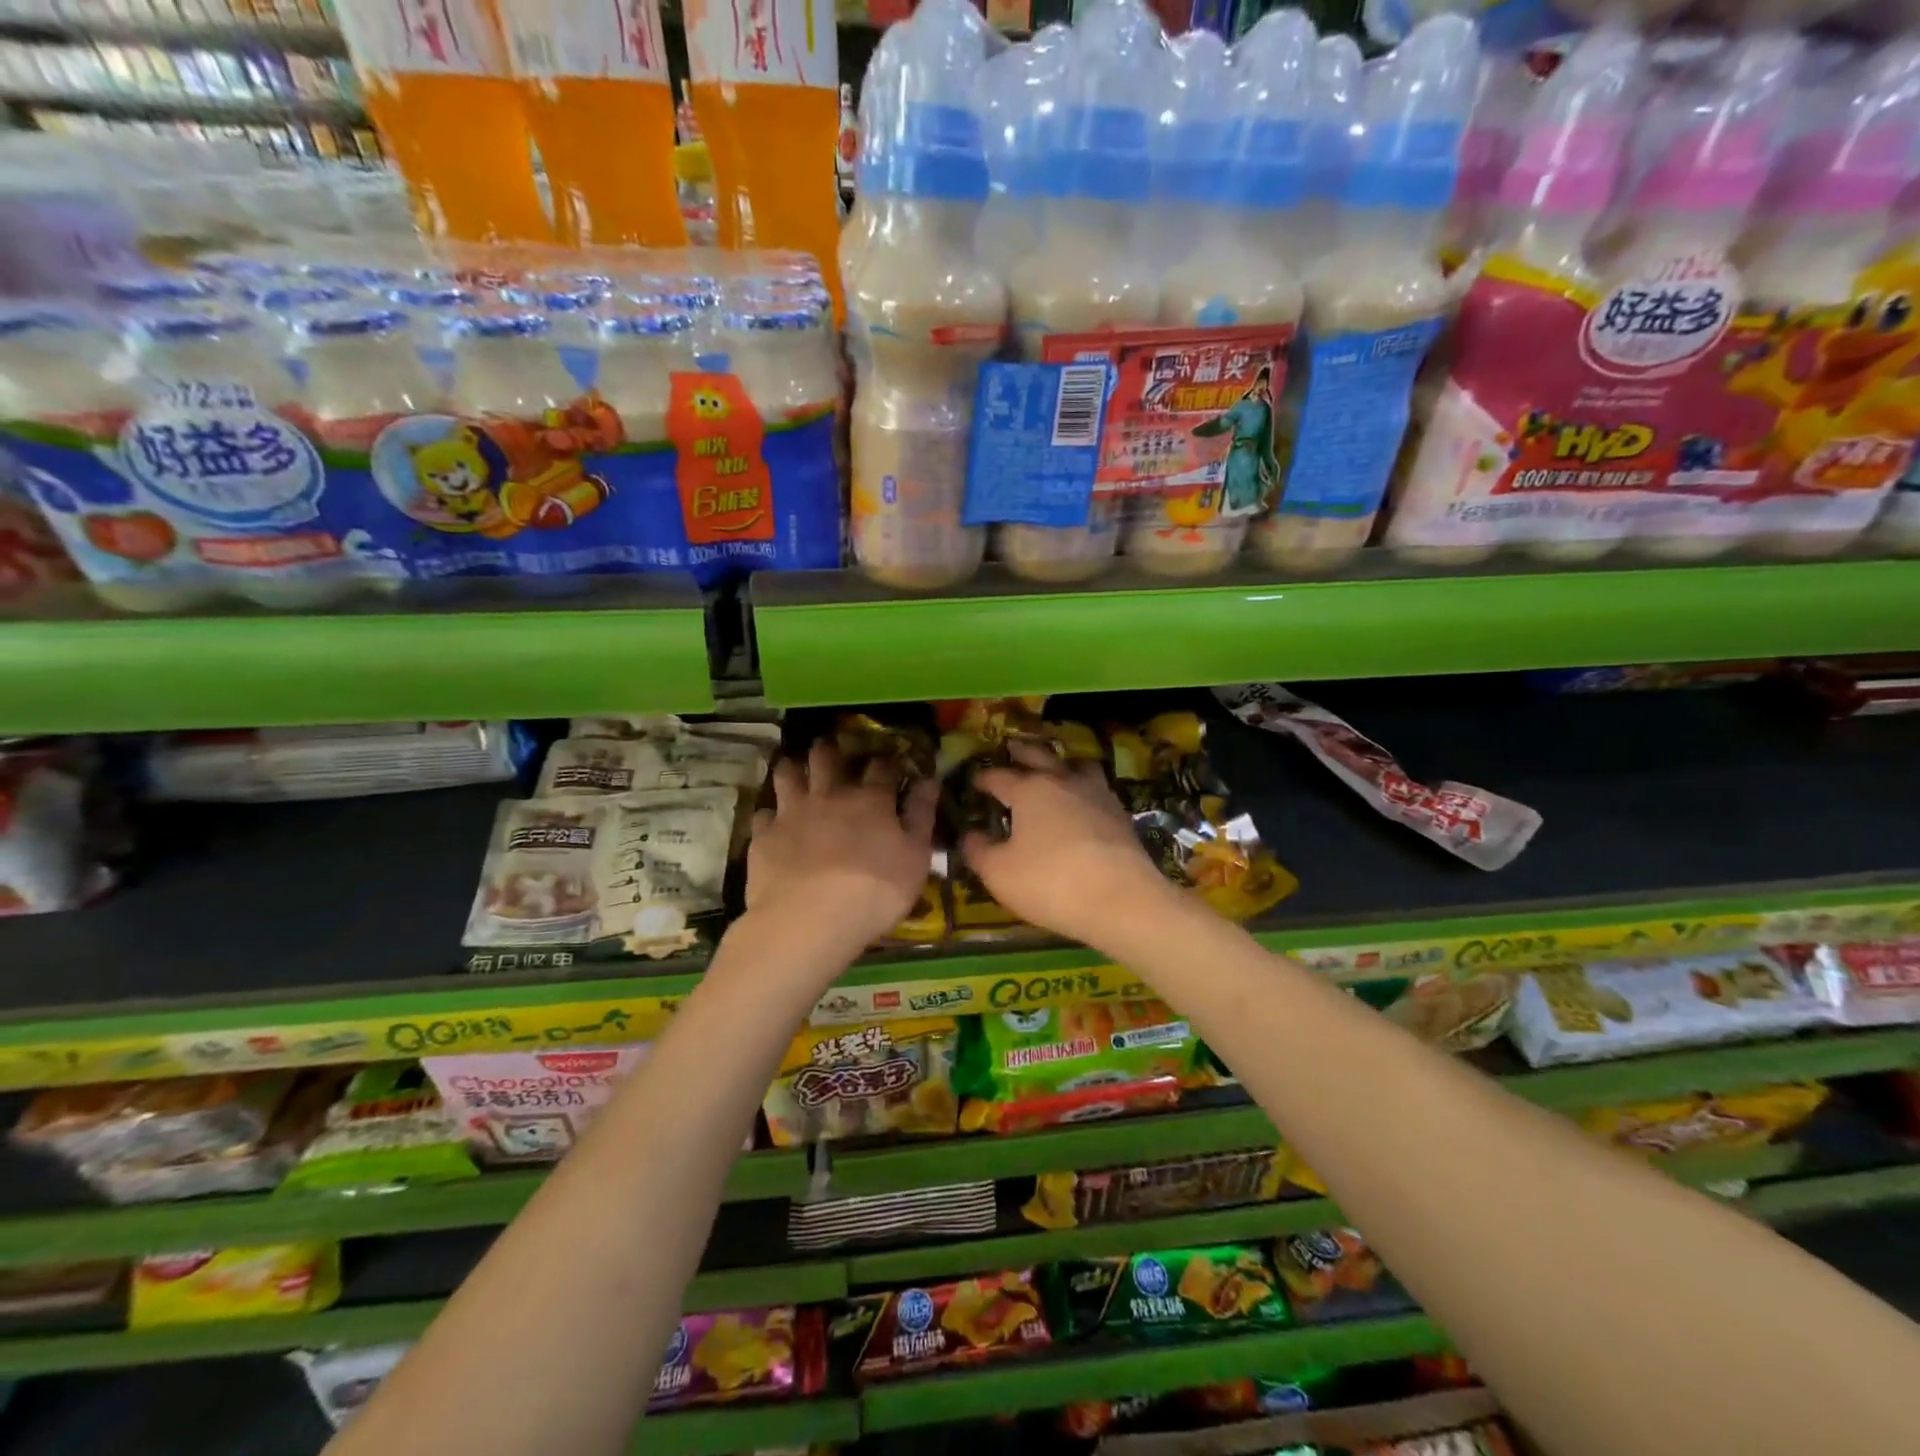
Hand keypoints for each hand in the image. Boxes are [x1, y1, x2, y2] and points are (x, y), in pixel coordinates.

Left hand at [745, 741, 937, 951]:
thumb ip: (922, 817)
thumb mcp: (915, 858)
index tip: (890, 764)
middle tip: (831, 750)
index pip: (882, 766)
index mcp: (870, 800)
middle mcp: (829, 795)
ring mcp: (792, 812)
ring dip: (793, 768)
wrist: (809, 920)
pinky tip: (773, 822)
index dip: (887, 762)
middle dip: (830, 750)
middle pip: (826, 758)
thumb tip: (930, 781)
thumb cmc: (874, 891)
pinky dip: (770, 815)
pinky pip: (763, 814)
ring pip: (788, 775)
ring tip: (795, 770)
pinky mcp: (764, 835)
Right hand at [962, 741, 1177, 948]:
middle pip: (1039, 756)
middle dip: (1022, 751)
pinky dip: (1084, 788)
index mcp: (1030, 790)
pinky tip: (1083, 802)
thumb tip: (970, 836)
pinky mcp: (1120, 814)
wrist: (1122, 900)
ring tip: (1056, 768)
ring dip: (1062, 763)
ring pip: (1077, 765)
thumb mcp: (1000, 873)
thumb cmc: (1051, 882)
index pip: (999, 776)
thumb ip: (979, 851)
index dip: (983, 778)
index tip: (974, 780)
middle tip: (1012, 746)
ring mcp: (1097, 794)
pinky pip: (1097, 788)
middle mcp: (1063, 782)